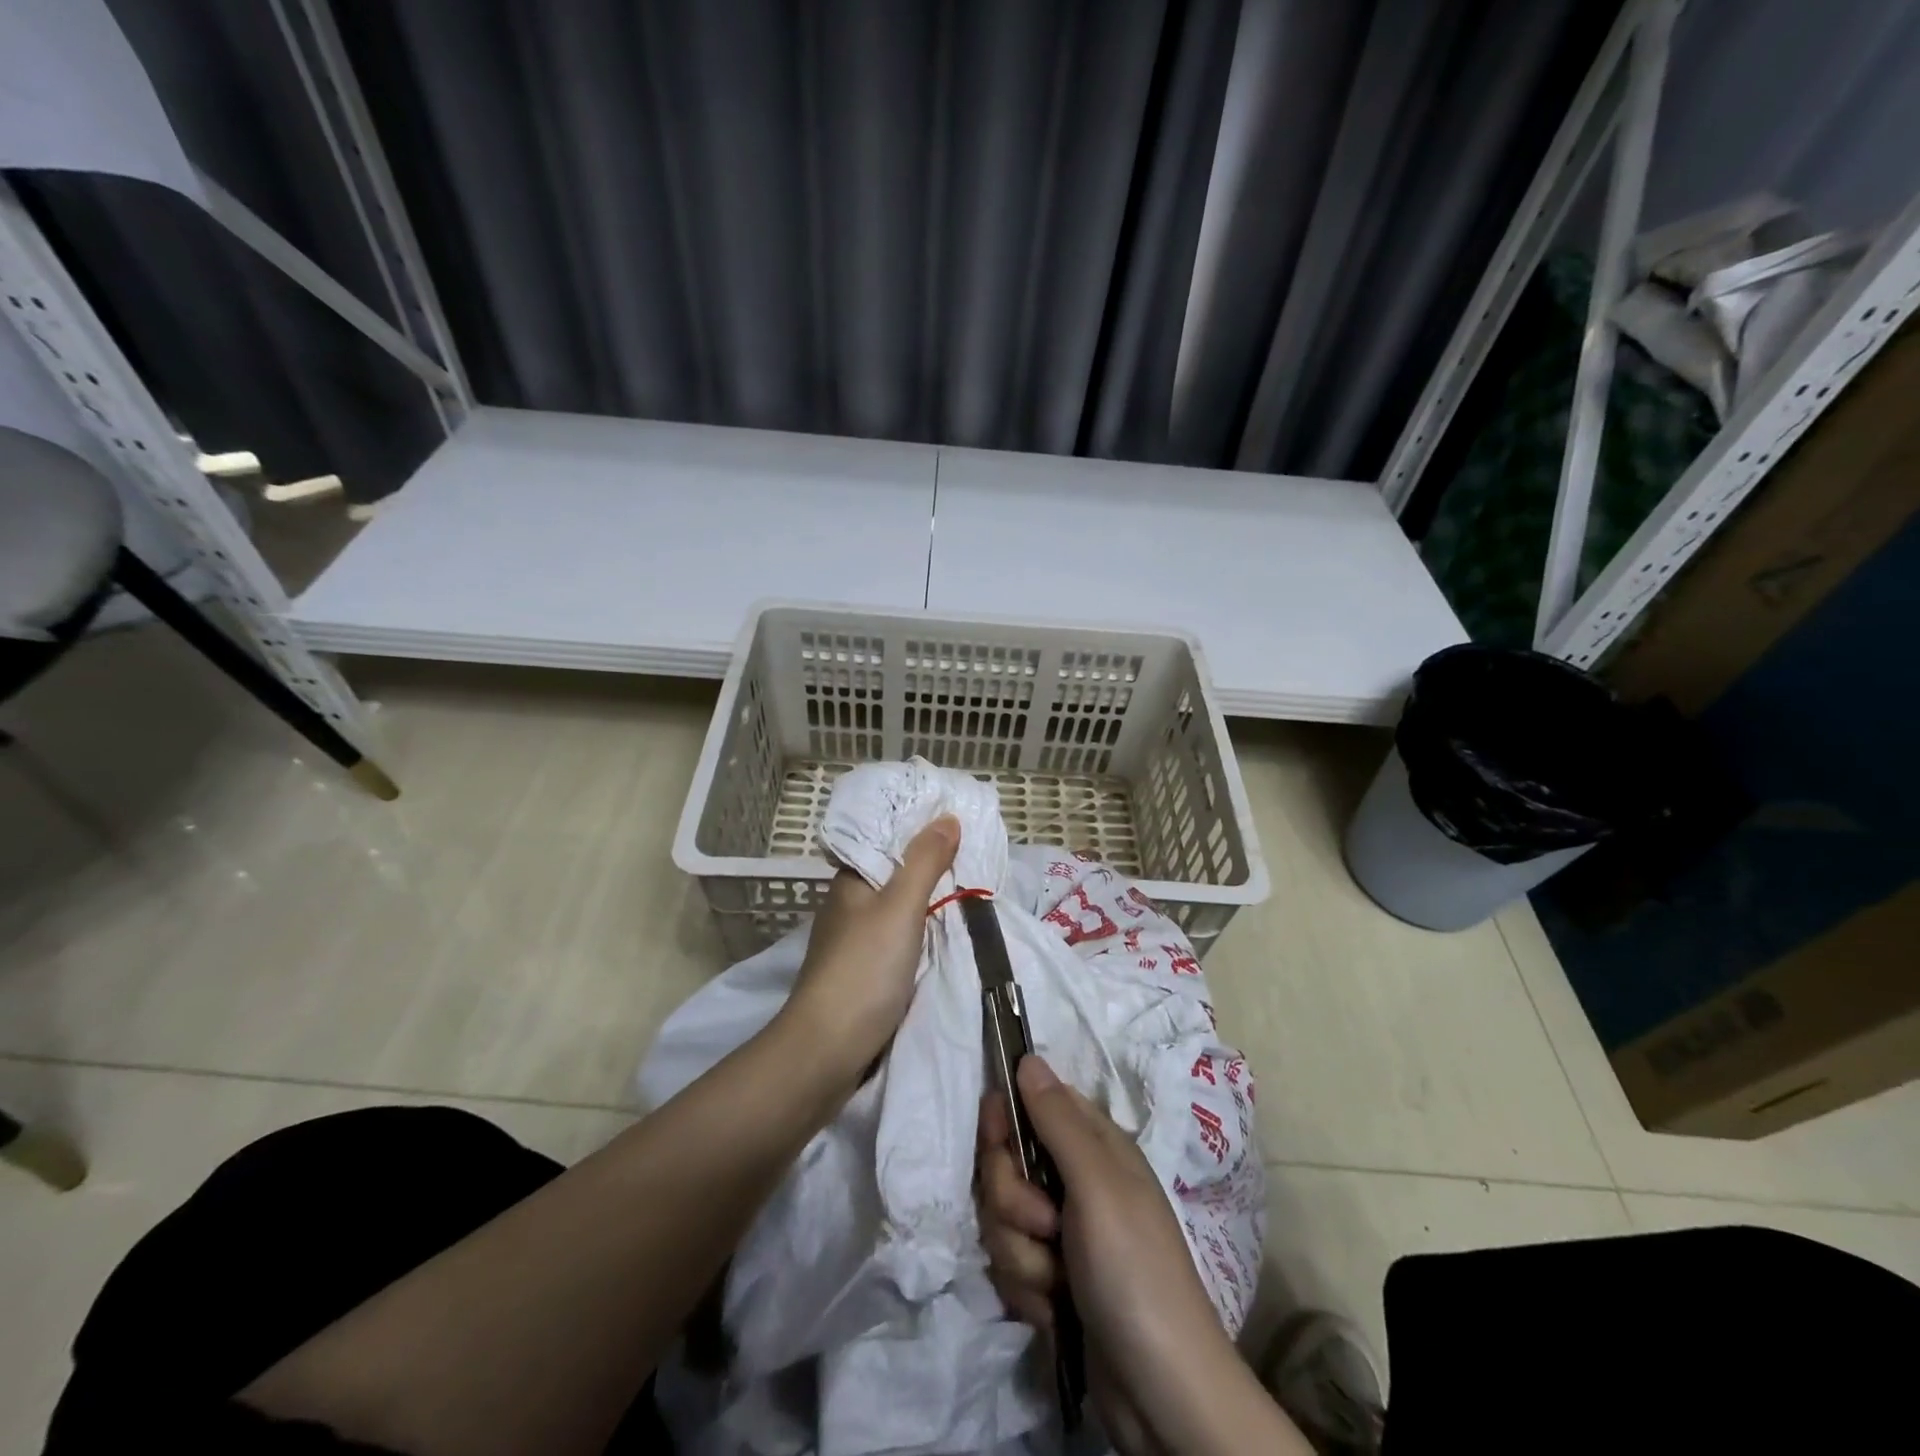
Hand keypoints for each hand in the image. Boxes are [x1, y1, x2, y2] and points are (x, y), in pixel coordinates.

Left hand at [783, 816, 959, 1083]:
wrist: (828, 1049)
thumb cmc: (864, 968)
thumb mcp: (900, 907)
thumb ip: (925, 862)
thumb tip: (948, 817)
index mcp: (850, 881)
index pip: (885, 840)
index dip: (918, 829)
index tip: (957, 821)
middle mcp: (849, 905)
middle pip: (894, 873)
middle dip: (931, 864)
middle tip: (976, 853)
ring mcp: (854, 941)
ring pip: (899, 908)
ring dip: (929, 899)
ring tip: (971, 885)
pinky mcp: (863, 971)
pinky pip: (900, 936)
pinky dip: (923, 929)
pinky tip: (948, 930)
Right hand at [978, 1056, 1264, 1454]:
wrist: (1160, 1393)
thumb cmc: (1135, 1271)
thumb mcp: (1097, 1185)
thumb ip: (1057, 1120)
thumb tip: (1028, 1057)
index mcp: (1093, 1146)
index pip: (1030, 1106)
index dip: (1005, 1122)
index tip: (996, 1141)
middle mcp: (1075, 1181)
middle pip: (1005, 1167)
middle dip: (1013, 1203)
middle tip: (1046, 1227)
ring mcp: (1062, 1233)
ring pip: (1002, 1220)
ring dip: (1021, 1256)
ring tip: (1058, 1282)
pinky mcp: (1051, 1279)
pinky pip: (1010, 1265)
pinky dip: (1028, 1291)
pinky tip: (1056, 1311)